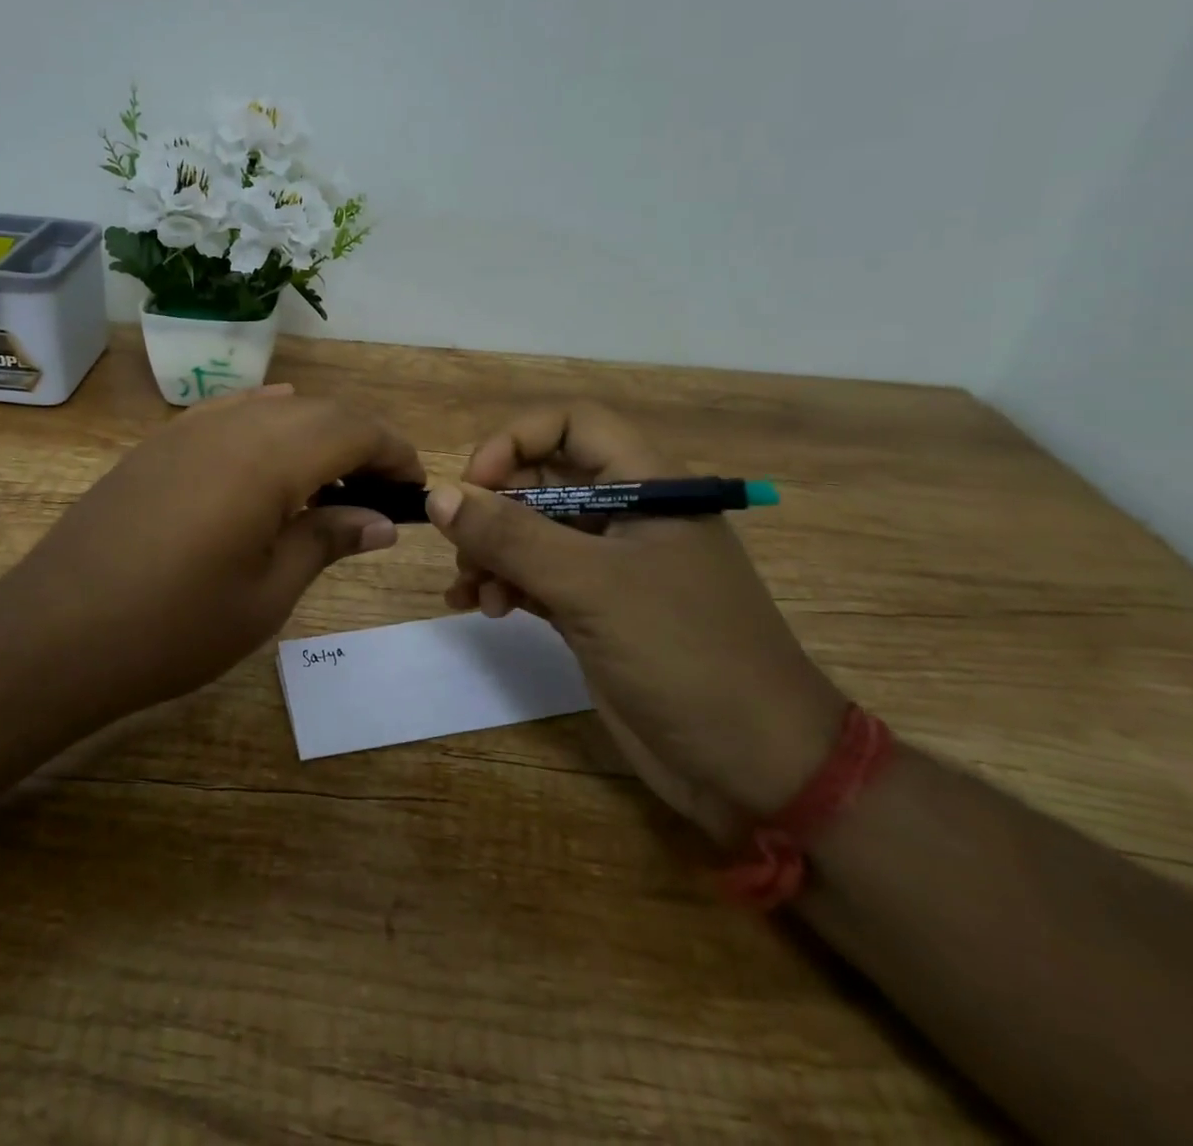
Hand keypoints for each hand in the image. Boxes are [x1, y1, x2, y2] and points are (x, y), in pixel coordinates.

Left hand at [5, 386, 422, 723]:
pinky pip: (228, 413)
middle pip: (317, 411)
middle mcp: (230, 425)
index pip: (352, 429)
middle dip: (360, 440)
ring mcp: (186, 429)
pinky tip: (270, 454)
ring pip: (272, 407)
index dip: (393, 451)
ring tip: (331, 480)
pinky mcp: (157, 445)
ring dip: (314, 432)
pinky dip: (265, 425)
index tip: (414, 486)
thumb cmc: (173, 628)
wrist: (54, 635)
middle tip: (380, 490)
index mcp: (267, 458)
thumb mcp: (266, 594)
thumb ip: (327, 541)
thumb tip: (380, 521)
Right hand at [430, 403, 847, 836]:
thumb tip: (437, 494)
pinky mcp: (594, 608)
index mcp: (646, 486)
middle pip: (542, 478)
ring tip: (470, 592)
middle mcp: (626, 514)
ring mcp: (609, 565)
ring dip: (489, 552)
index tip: (475, 485)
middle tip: (461, 550)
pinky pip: (533, 576)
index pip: (572, 425)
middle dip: (493, 508)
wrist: (755, 767)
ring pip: (530, 530)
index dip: (517, 441)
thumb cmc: (684, 654)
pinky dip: (501, 584)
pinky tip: (477, 607)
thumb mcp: (591, 587)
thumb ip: (511, 536)